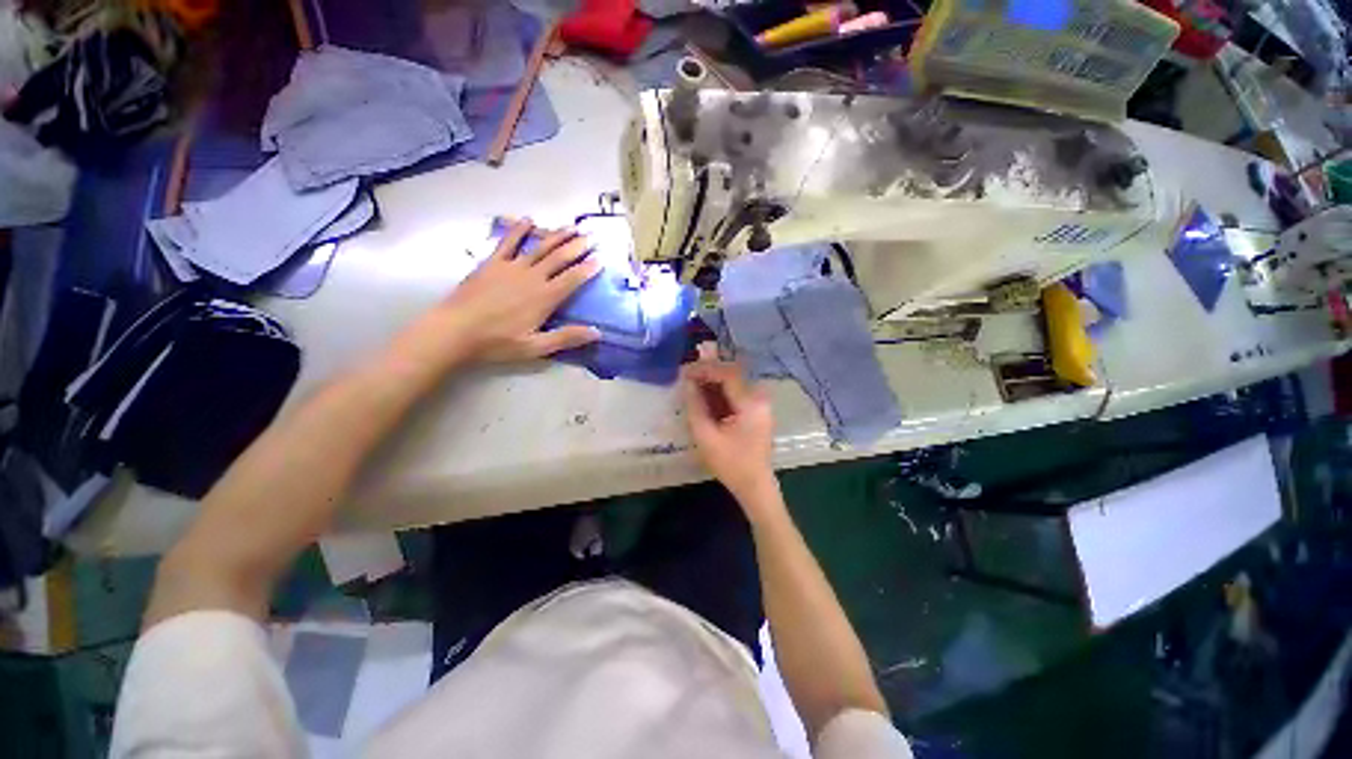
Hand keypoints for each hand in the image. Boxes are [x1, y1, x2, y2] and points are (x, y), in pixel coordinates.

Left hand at [417, 220, 603, 365]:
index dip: (588, 268)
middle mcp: (532, 277)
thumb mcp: (536, 347)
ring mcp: (511, 267)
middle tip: (591, 236)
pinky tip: (529, 220)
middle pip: (559, 258)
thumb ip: (566, 338)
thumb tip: (597, 332)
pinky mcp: (492, 263)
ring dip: (557, 236)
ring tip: (571, 227)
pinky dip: (519, 230)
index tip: (600, 259)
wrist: (455, 330)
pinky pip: (508, 242)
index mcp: (545, 298)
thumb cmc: (497, 342)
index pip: (572, 279)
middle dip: (577, 246)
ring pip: (540, 247)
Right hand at [682, 343, 779, 510]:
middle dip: (708, 372)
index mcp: (750, 403)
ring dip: (713, 382)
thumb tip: (687, 384)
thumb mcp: (706, 437)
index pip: (728, 374)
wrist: (755, 486)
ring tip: (691, 384)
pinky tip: (704, 396)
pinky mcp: (756, 411)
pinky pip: (736, 394)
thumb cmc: (731, 464)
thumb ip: (695, 407)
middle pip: (732, 375)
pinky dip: (720, 392)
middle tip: (686, 375)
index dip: (705, 369)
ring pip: (734, 383)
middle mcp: (759, 398)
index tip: (685, 371)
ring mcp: (760, 404)